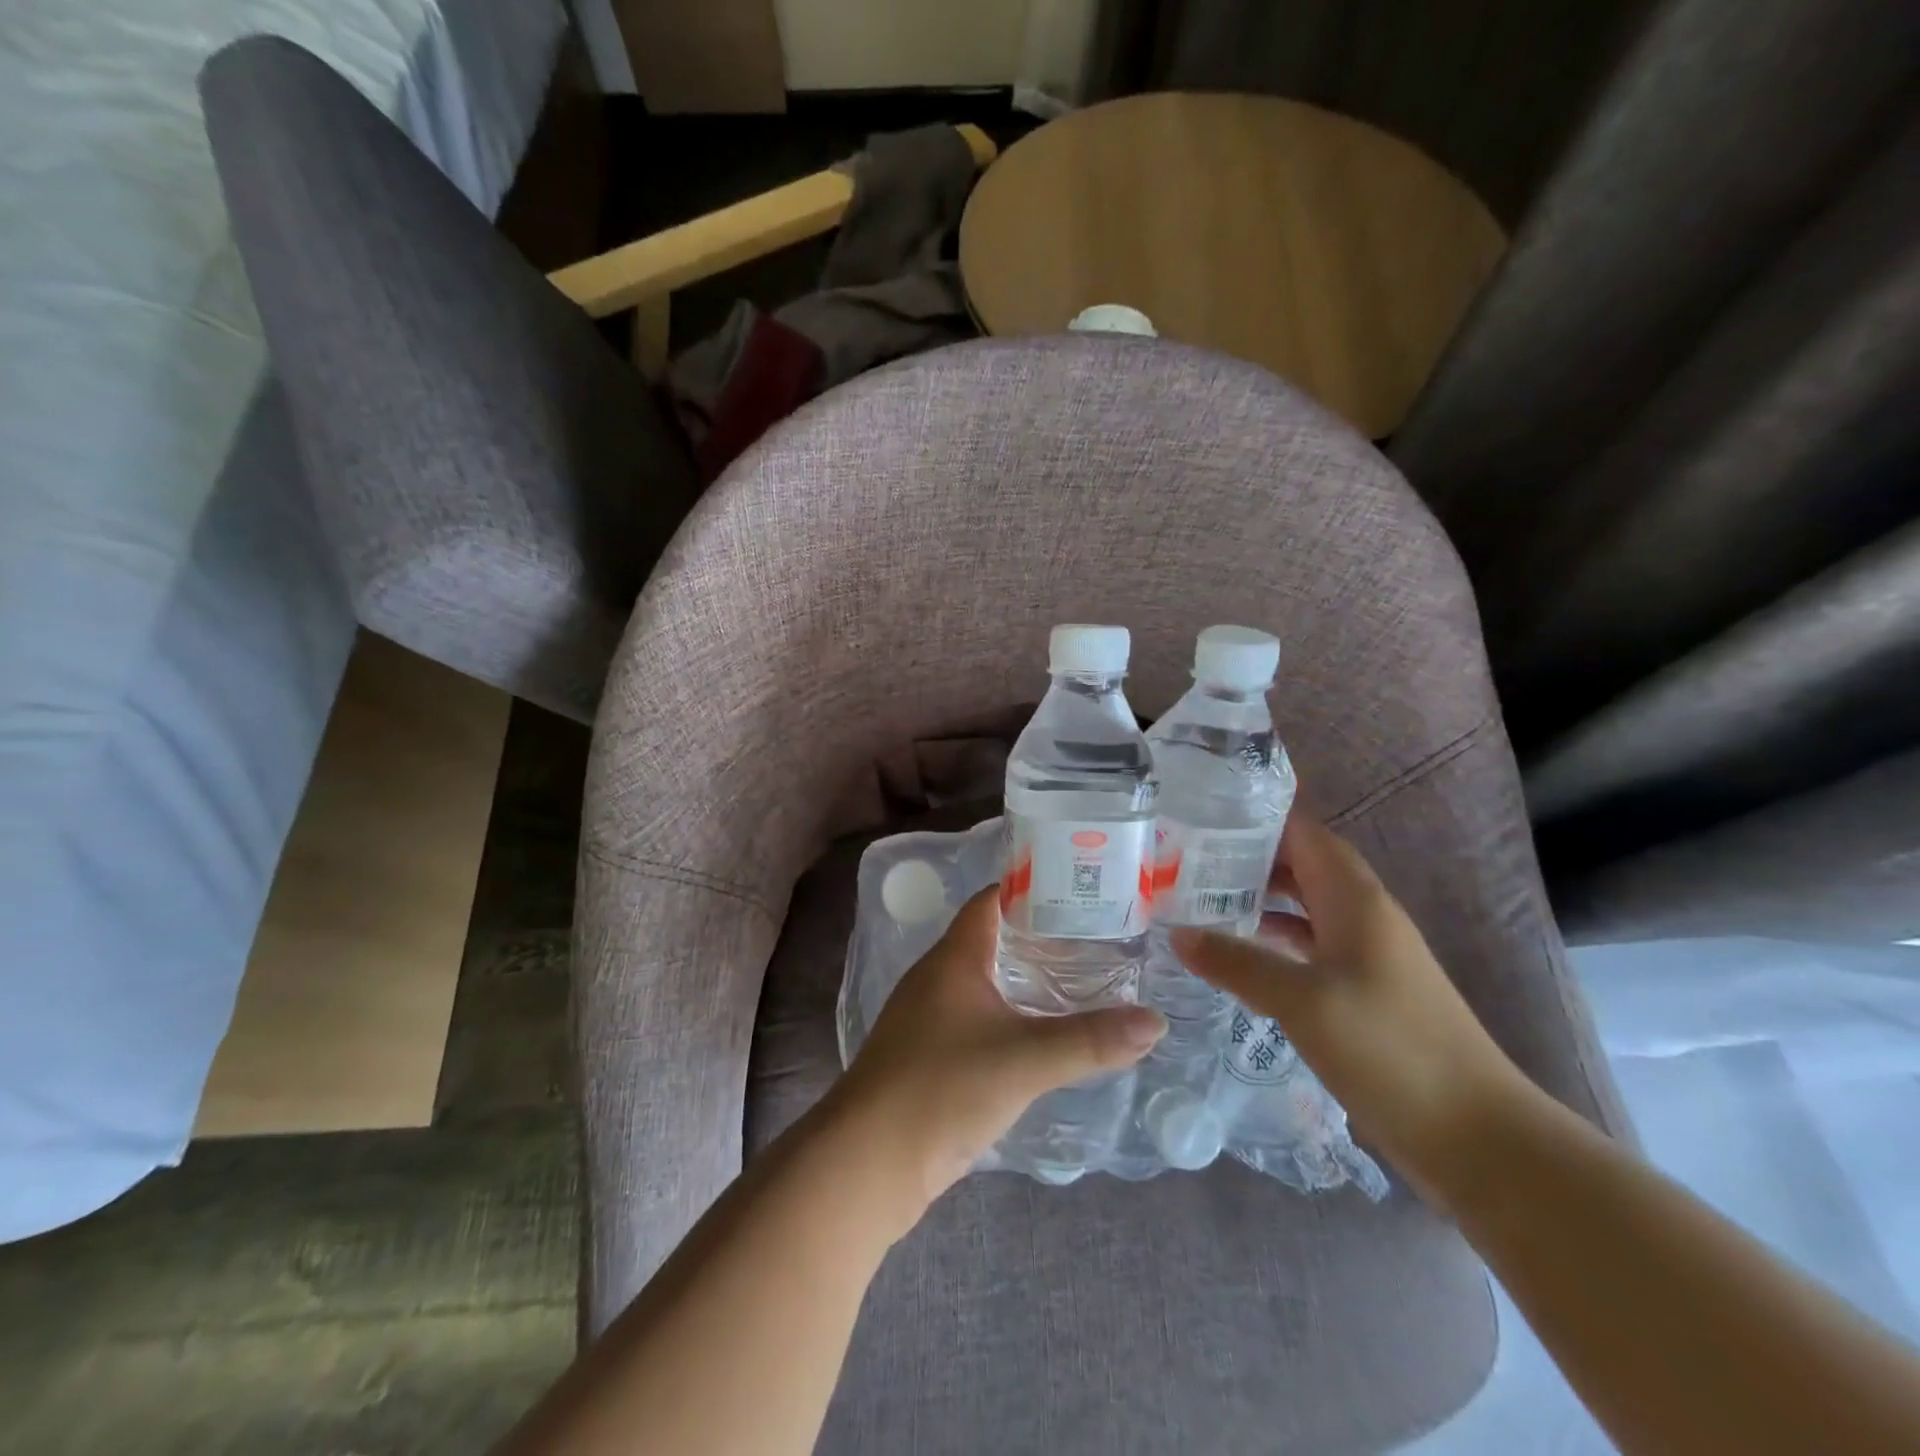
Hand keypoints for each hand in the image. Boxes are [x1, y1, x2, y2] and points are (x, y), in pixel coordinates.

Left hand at [833, 887, 1165, 1218]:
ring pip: (985, 982)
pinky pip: (976, 1019)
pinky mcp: (928, 1055)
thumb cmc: (941, 1089)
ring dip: (1025, 979)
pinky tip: (1041, 1036)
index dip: (1033, 889)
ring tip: (1081, 983)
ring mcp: (928, 1017)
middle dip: (1041, 937)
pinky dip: (1010, 1017)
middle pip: (992, 938)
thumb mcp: (1024, 1061)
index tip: (1083, 892)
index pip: (992, 900)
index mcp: (953, 957)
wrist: (868, 1164)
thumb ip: (1090, 1040)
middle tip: (1098, 940)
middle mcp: (937, 977)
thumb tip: (1155, 1021)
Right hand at [1171, 811, 1526, 1203]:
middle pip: (1301, 866)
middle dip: (1246, 858)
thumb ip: (1238, 963)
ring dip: (1257, 900)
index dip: (1255, 819)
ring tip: (1198, 901)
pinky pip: (1309, 946)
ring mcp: (1367, 955)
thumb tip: (1177, 934)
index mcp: (1356, 900)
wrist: (1478, 1137)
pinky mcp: (1365, 992)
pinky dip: (1273, 940)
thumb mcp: (1303, 1002)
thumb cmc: (1391, 1050)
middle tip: (1185, 861)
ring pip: (1304, 907)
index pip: (1303, 834)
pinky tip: (1238, 956)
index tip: (1199, 817)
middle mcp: (1363, 916)